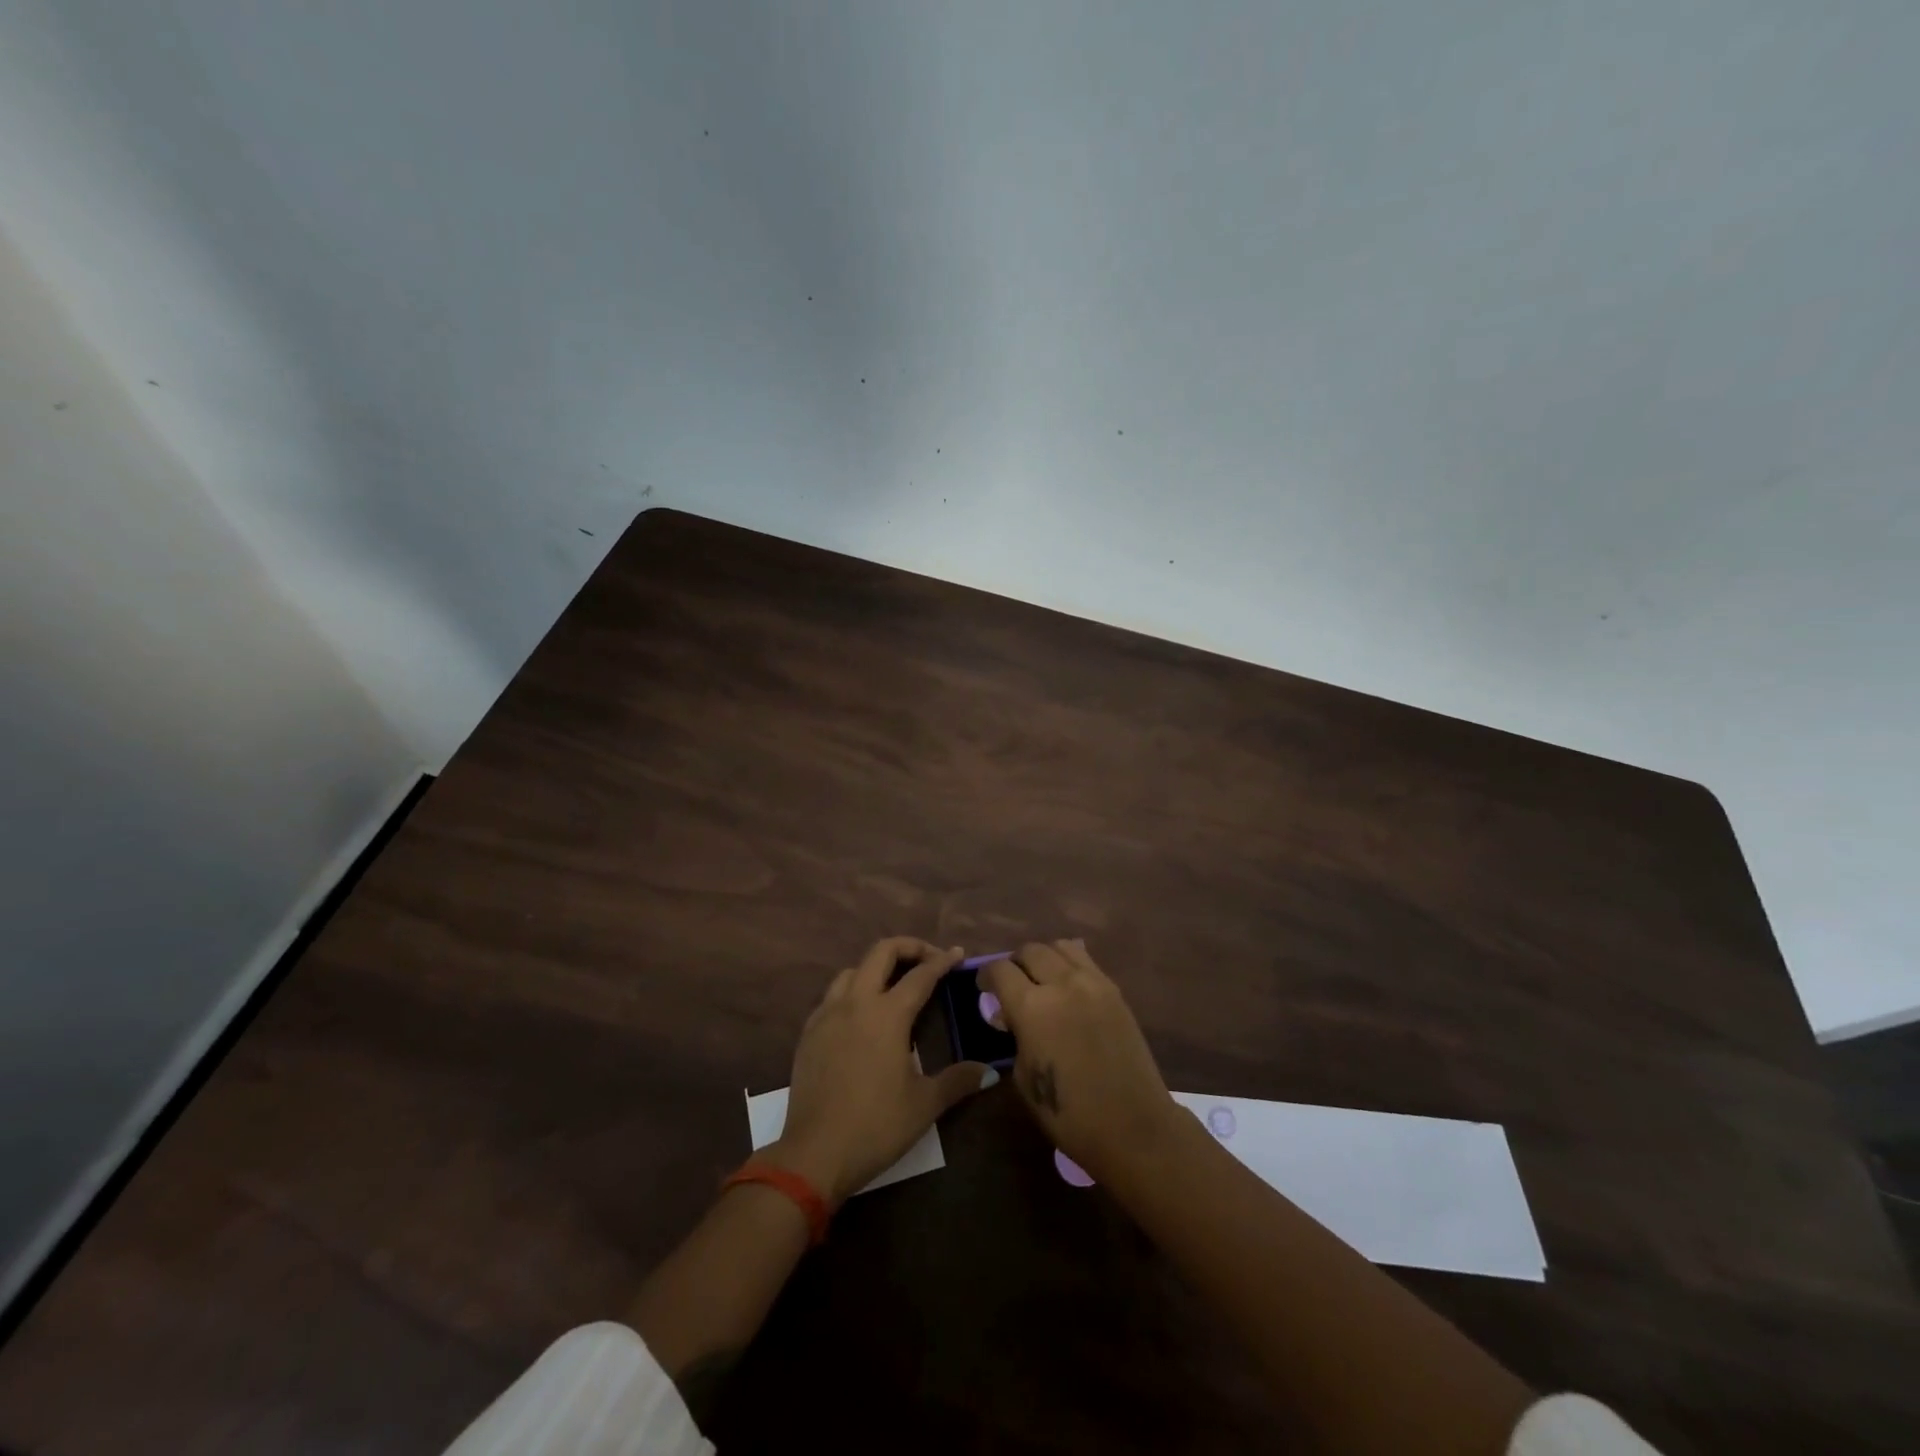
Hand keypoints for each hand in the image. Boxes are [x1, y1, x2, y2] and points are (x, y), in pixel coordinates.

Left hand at [765, 937, 992, 1205]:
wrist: (814, 1154)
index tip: (957, 953)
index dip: (942, 961)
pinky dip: (852, 991)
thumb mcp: (924, 1104)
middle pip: (881, 952)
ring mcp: (827, 1015)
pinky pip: (832, 996)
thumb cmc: (876, 1126)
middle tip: (928, 959)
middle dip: (908, 947)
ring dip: (877, 967)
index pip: (920, 975)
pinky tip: (861, 1016)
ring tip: (894, 985)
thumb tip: (989, 1073)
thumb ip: (958, 1081)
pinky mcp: (809, 1032)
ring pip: (853, 970)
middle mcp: (856, 1003)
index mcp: (887, 1014)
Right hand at [979, 940, 1180, 1179]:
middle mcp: (1061, 984)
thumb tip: (1010, 1017)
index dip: (987, 976)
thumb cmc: (1069, 1114)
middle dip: (1015, 964)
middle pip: (1030, 950)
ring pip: (1060, 947)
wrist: (1132, 1125)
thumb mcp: (1024, 1077)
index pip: (1000, 970)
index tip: (984, 988)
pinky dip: (1070, 965)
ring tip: (1042, 980)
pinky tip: (1068, 988)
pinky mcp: (1114, 990)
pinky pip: (1085, 961)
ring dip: (1044, 958)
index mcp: (1032, 1007)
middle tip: (1012, 985)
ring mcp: (1092, 983)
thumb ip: (1015, 1036)